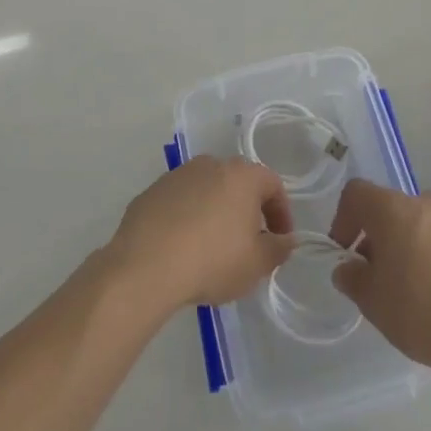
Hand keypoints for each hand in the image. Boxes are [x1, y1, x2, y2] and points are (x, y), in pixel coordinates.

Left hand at [107, 157, 295, 315]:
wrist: (145, 265)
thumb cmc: (213, 260)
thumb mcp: (257, 264)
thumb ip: (278, 248)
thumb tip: (285, 239)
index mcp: (241, 175)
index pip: (273, 184)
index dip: (281, 213)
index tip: (279, 239)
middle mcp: (210, 165)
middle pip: (238, 183)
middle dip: (246, 210)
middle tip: (247, 242)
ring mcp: (177, 175)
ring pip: (206, 190)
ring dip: (214, 212)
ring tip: (211, 247)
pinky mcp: (151, 192)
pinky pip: (179, 202)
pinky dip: (186, 217)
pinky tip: (182, 247)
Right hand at [330, 179, 430, 392]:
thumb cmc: (422, 313)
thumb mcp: (372, 302)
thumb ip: (352, 278)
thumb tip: (348, 269)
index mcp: (395, 209)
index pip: (357, 193)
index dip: (343, 218)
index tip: (345, 251)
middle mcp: (426, 201)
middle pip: (389, 207)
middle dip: (376, 235)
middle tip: (376, 273)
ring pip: (418, 221)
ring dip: (405, 242)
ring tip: (409, 283)